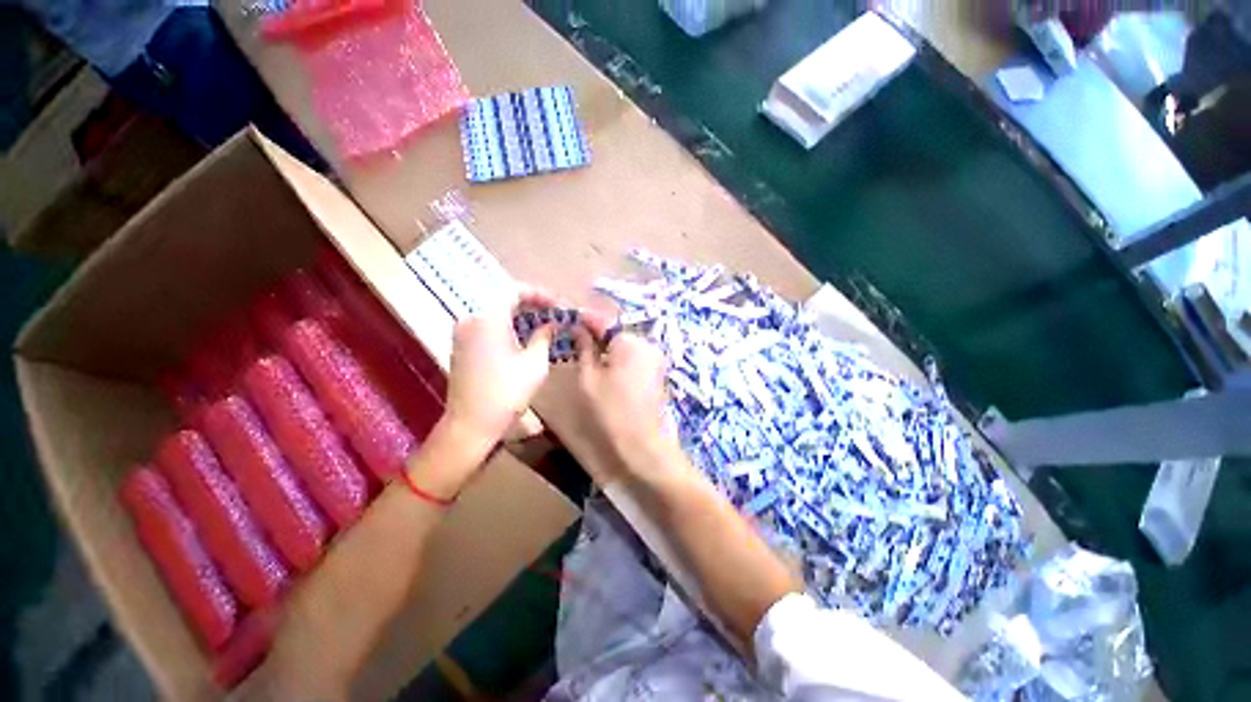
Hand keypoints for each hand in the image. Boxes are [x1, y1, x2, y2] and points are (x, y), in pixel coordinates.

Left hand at [439, 287, 557, 461]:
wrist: (471, 424)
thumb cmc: (506, 392)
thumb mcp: (535, 362)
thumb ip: (544, 335)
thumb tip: (551, 324)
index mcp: (487, 317)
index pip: (515, 290)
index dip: (540, 294)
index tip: (559, 305)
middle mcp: (471, 318)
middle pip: (504, 299)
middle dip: (532, 304)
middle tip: (554, 313)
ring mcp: (463, 332)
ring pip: (496, 312)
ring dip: (521, 315)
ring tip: (544, 324)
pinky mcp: (462, 346)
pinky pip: (488, 325)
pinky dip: (508, 326)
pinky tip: (525, 337)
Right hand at [571, 310, 684, 485]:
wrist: (641, 444)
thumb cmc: (610, 410)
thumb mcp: (589, 377)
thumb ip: (584, 348)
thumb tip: (577, 328)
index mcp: (630, 341)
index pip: (605, 321)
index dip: (586, 320)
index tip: (569, 320)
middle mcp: (647, 344)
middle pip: (617, 331)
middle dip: (598, 333)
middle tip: (576, 340)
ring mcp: (655, 358)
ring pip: (626, 344)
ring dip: (608, 346)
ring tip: (588, 354)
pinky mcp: (657, 371)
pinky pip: (635, 356)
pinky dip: (620, 357)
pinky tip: (607, 367)